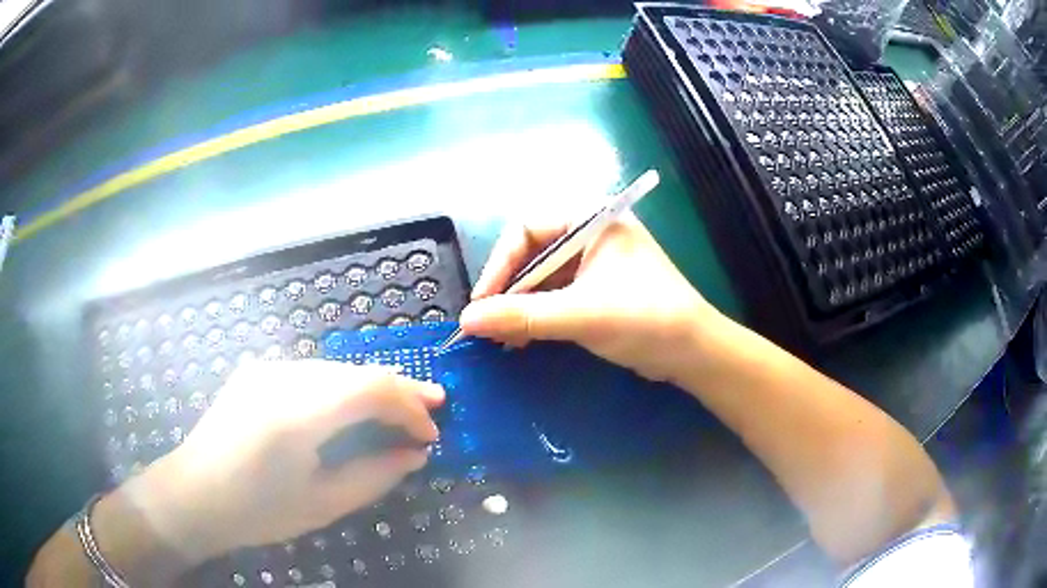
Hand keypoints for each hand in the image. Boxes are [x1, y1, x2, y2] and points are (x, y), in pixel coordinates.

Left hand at [137, 361, 443, 561]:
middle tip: (434, 407)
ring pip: (337, 370)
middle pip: (356, 371)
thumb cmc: (257, 511)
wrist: (194, 493)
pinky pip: (314, 375)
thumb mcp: (322, 504)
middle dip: (399, 391)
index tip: (431, 435)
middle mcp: (281, 377)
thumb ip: (374, 475)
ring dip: (372, 388)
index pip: (370, 388)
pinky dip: (344, 389)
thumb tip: (415, 454)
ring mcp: (267, 369)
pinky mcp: (259, 372)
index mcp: (295, 413)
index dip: (410, 407)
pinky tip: (355, 408)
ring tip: (402, 408)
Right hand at [462, 215, 727, 381]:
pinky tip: (522, 339)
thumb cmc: (645, 318)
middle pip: (531, 254)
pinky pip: (556, 296)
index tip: (482, 302)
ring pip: (542, 278)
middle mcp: (590, 234)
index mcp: (591, 219)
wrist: (694, 352)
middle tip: (488, 325)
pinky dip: (537, 316)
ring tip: (503, 338)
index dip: (499, 265)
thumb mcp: (580, 315)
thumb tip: (466, 320)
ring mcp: (594, 263)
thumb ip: (522, 316)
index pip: (527, 229)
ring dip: (520, 307)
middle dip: (509, 291)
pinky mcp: (598, 289)